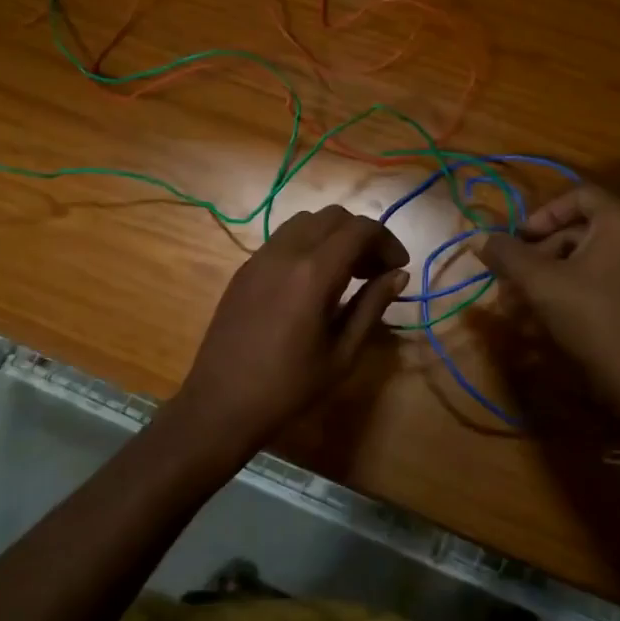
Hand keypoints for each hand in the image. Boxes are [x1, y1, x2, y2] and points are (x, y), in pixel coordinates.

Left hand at [159, 204, 408, 474]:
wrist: (221, 404)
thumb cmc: (289, 387)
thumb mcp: (342, 354)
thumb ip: (371, 306)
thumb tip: (399, 274)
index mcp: (314, 273)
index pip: (360, 229)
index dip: (386, 241)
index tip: (398, 267)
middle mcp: (286, 252)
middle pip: (334, 216)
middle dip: (362, 234)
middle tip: (375, 270)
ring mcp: (260, 257)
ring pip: (306, 221)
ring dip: (334, 235)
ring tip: (346, 272)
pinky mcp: (245, 268)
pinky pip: (283, 238)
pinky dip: (308, 243)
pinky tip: (313, 280)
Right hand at [476, 185, 619, 449]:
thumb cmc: (593, 319)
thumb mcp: (541, 283)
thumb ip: (508, 255)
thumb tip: (477, 237)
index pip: (578, 195)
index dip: (542, 214)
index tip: (519, 241)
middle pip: (578, 230)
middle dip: (538, 253)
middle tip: (512, 279)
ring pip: (585, 260)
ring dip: (548, 276)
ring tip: (520, 305)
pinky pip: (600, 282)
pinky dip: (571, 292)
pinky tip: (545, 319)